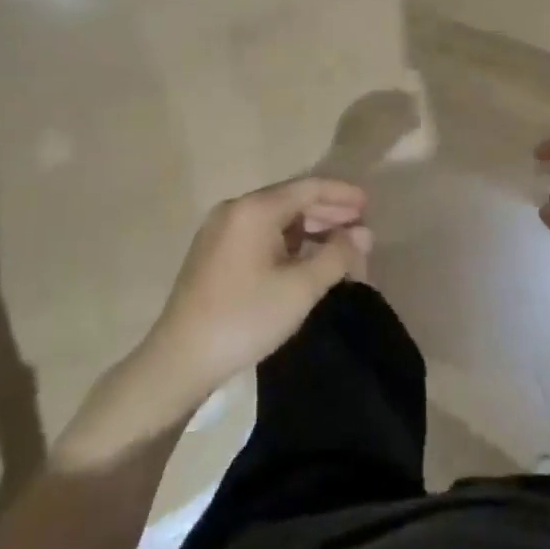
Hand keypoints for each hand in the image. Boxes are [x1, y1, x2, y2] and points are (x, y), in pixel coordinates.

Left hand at [142, 176, 372, 402]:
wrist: (180, 360)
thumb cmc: (246, 318)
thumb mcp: (301, 288)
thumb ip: (337, 255)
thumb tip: (363, 234)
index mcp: (254, 209)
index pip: (308, 188)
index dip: (342, 194)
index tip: (369, 205)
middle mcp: (235, 210)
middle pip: (290, 200)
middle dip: (328, 212)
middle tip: (360, 227)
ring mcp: (220, 230)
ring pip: (275, 218)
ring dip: (309, 228)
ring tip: (339, 245)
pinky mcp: (213, 252)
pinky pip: (260, 233)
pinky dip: (288, 241)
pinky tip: (305, 259)